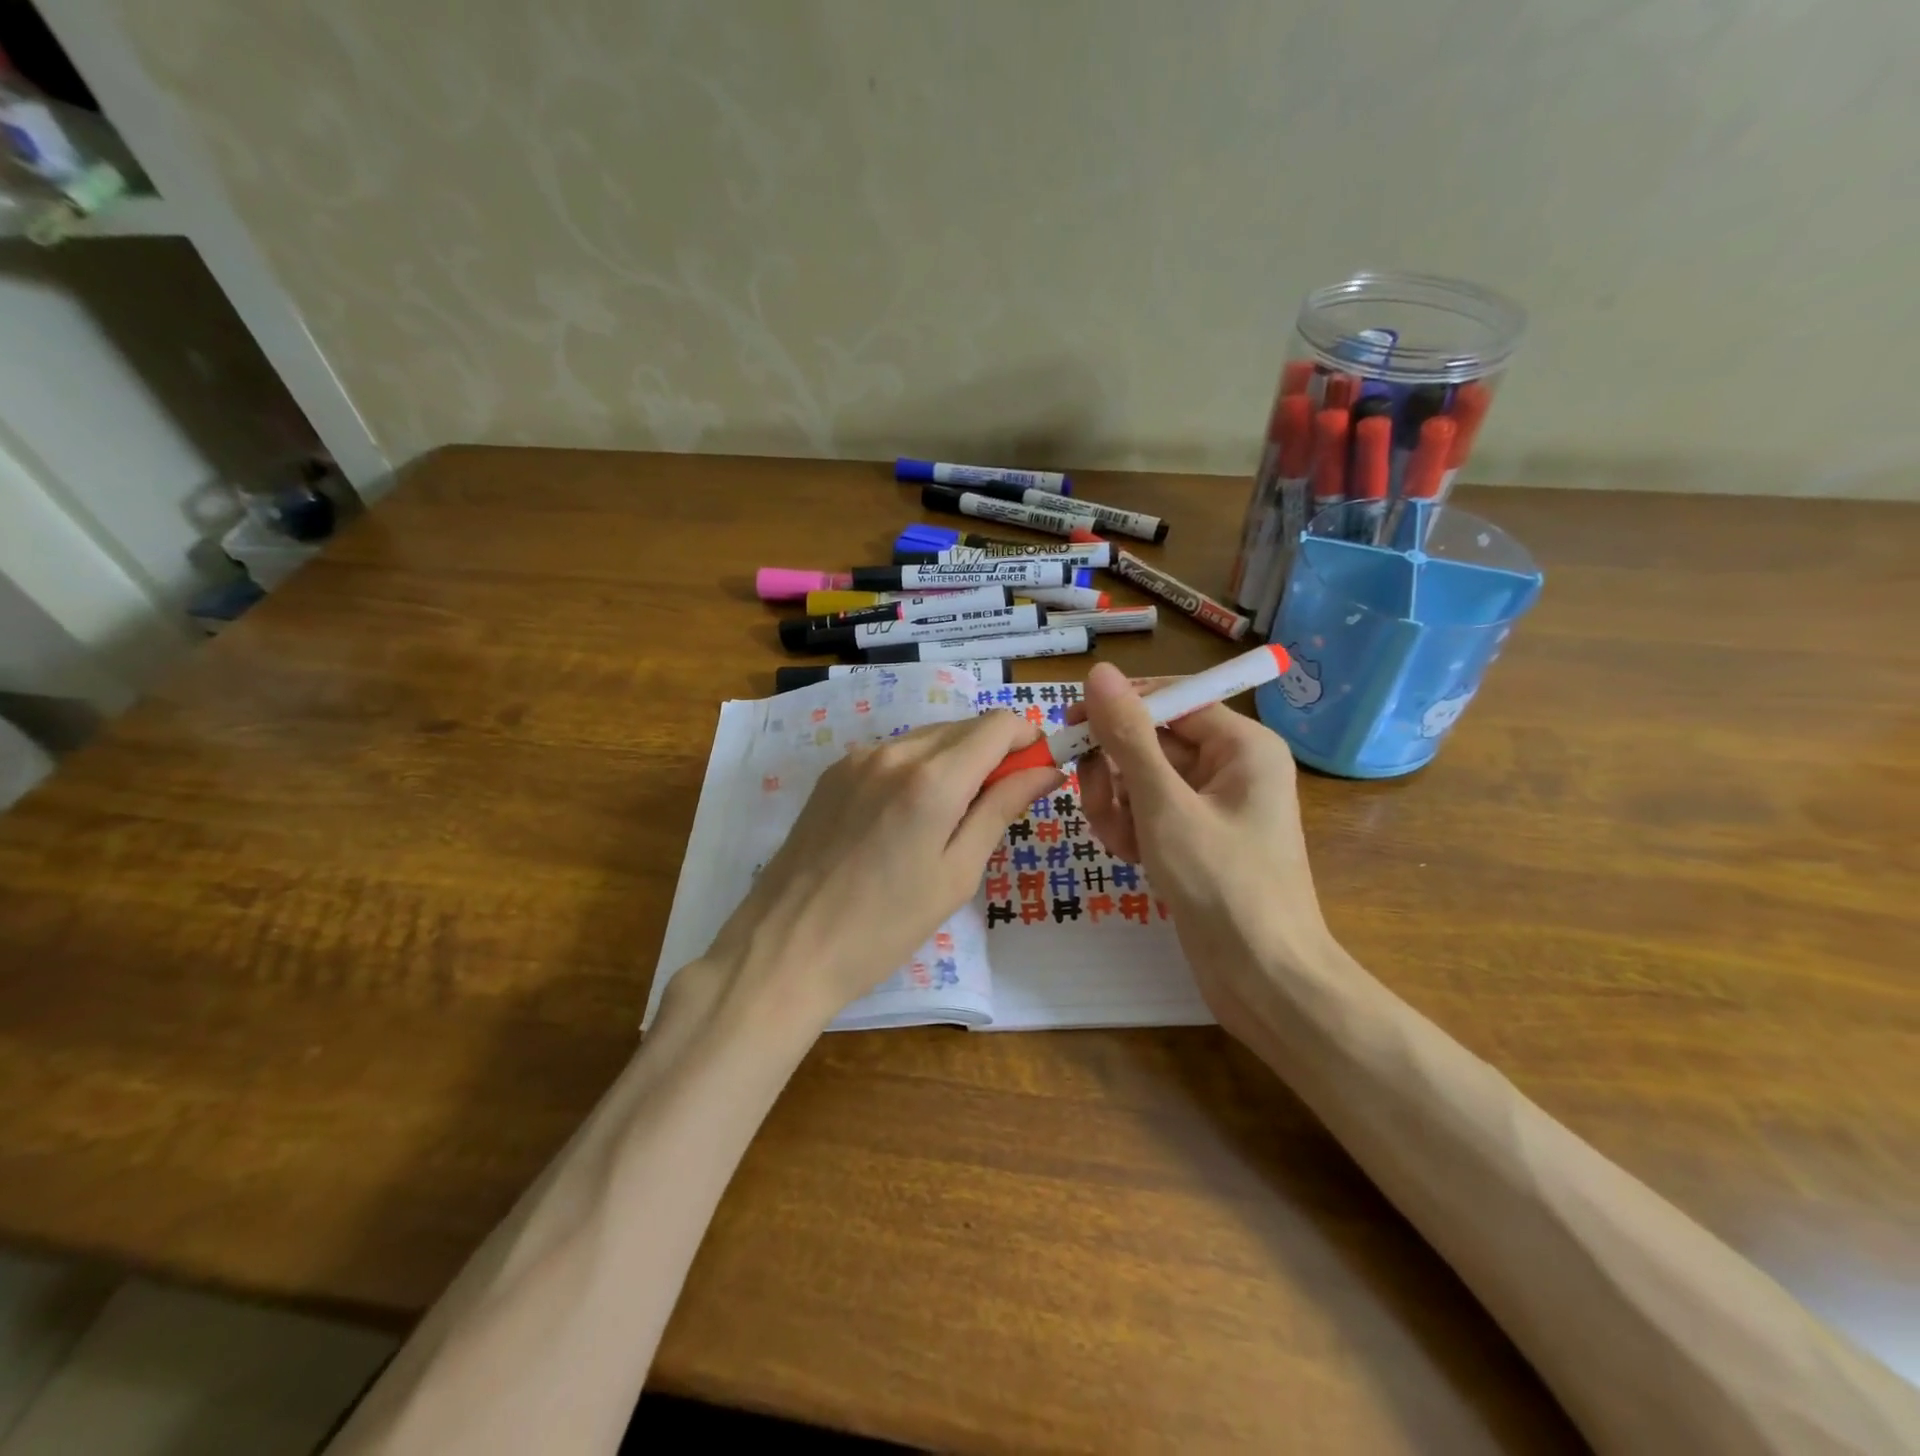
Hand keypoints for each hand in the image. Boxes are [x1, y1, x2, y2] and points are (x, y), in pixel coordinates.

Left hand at [702, 713, 1062, 1027]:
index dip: (1028, 739)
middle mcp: (895, 751)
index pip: (998, 726)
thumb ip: (1001, 809)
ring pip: (928, 737)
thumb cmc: (885, 925)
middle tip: (1001, 803)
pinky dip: (918, 768)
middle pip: (964, 727)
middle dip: (995, 752)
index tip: (1040, 770)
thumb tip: (1047, 770)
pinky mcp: (833, 773)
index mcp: (932, 778)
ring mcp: (857, 758)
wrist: (786, 947)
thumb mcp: (956, 873)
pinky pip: (893, 753)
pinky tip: (909, 815)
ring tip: (953, 817)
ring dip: (956, 760)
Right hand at [1071, 662, 1334, 1036]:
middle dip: (1115, 770)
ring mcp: (1211, 805)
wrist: (1263, 980)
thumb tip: (1100, 673)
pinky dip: (1131, 828)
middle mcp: (1229, 766)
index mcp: (1241, 745)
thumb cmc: (1222, 885)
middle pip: (1151, 741)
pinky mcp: (1195, 838)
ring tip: (1119, 840)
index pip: (1171, 699)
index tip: (1072, 723)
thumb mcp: (1165, 806)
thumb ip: (1129, 737)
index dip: (1120, 708)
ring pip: (1142, 780)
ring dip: (1117, 804)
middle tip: (1095, 800)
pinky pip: (1149, 813)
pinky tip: (1130, 857)